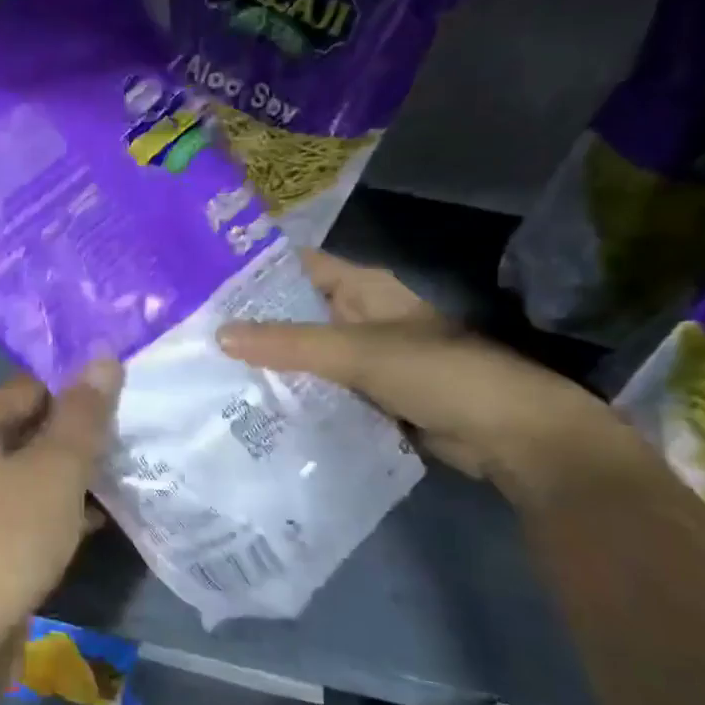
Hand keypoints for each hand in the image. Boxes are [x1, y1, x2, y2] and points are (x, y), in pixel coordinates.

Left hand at [0, 362, 122, 656]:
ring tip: (123, 478)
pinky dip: (52, 510)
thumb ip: (83, 414)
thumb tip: (104, 356)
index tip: (123, 406)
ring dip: (68, 476)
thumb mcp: (57, 470)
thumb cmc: (7, 537)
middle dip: (76, 437)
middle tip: (130, 442)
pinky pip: (19, 510)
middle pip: (27, 429)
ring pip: (26, 473)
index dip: (76, 392)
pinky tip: (94, 522)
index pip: (30, 387)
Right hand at [218, 252, 637, 498]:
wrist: (511, 437)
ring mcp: (365, 358)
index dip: (253, 270)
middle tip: (192, 334)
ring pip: (305, 354)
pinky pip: (320, 388)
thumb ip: (289, 344)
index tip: (201, 283)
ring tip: (208, 370)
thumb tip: (218, 335)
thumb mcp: (357, 352)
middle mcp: (360, 316)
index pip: (296, 267)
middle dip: (251, 323)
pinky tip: (252, 405)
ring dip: (269, 362)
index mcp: (363, 288)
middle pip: (295, 312)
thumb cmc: (439, 373)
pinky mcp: (369, 396)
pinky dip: (293, 394)